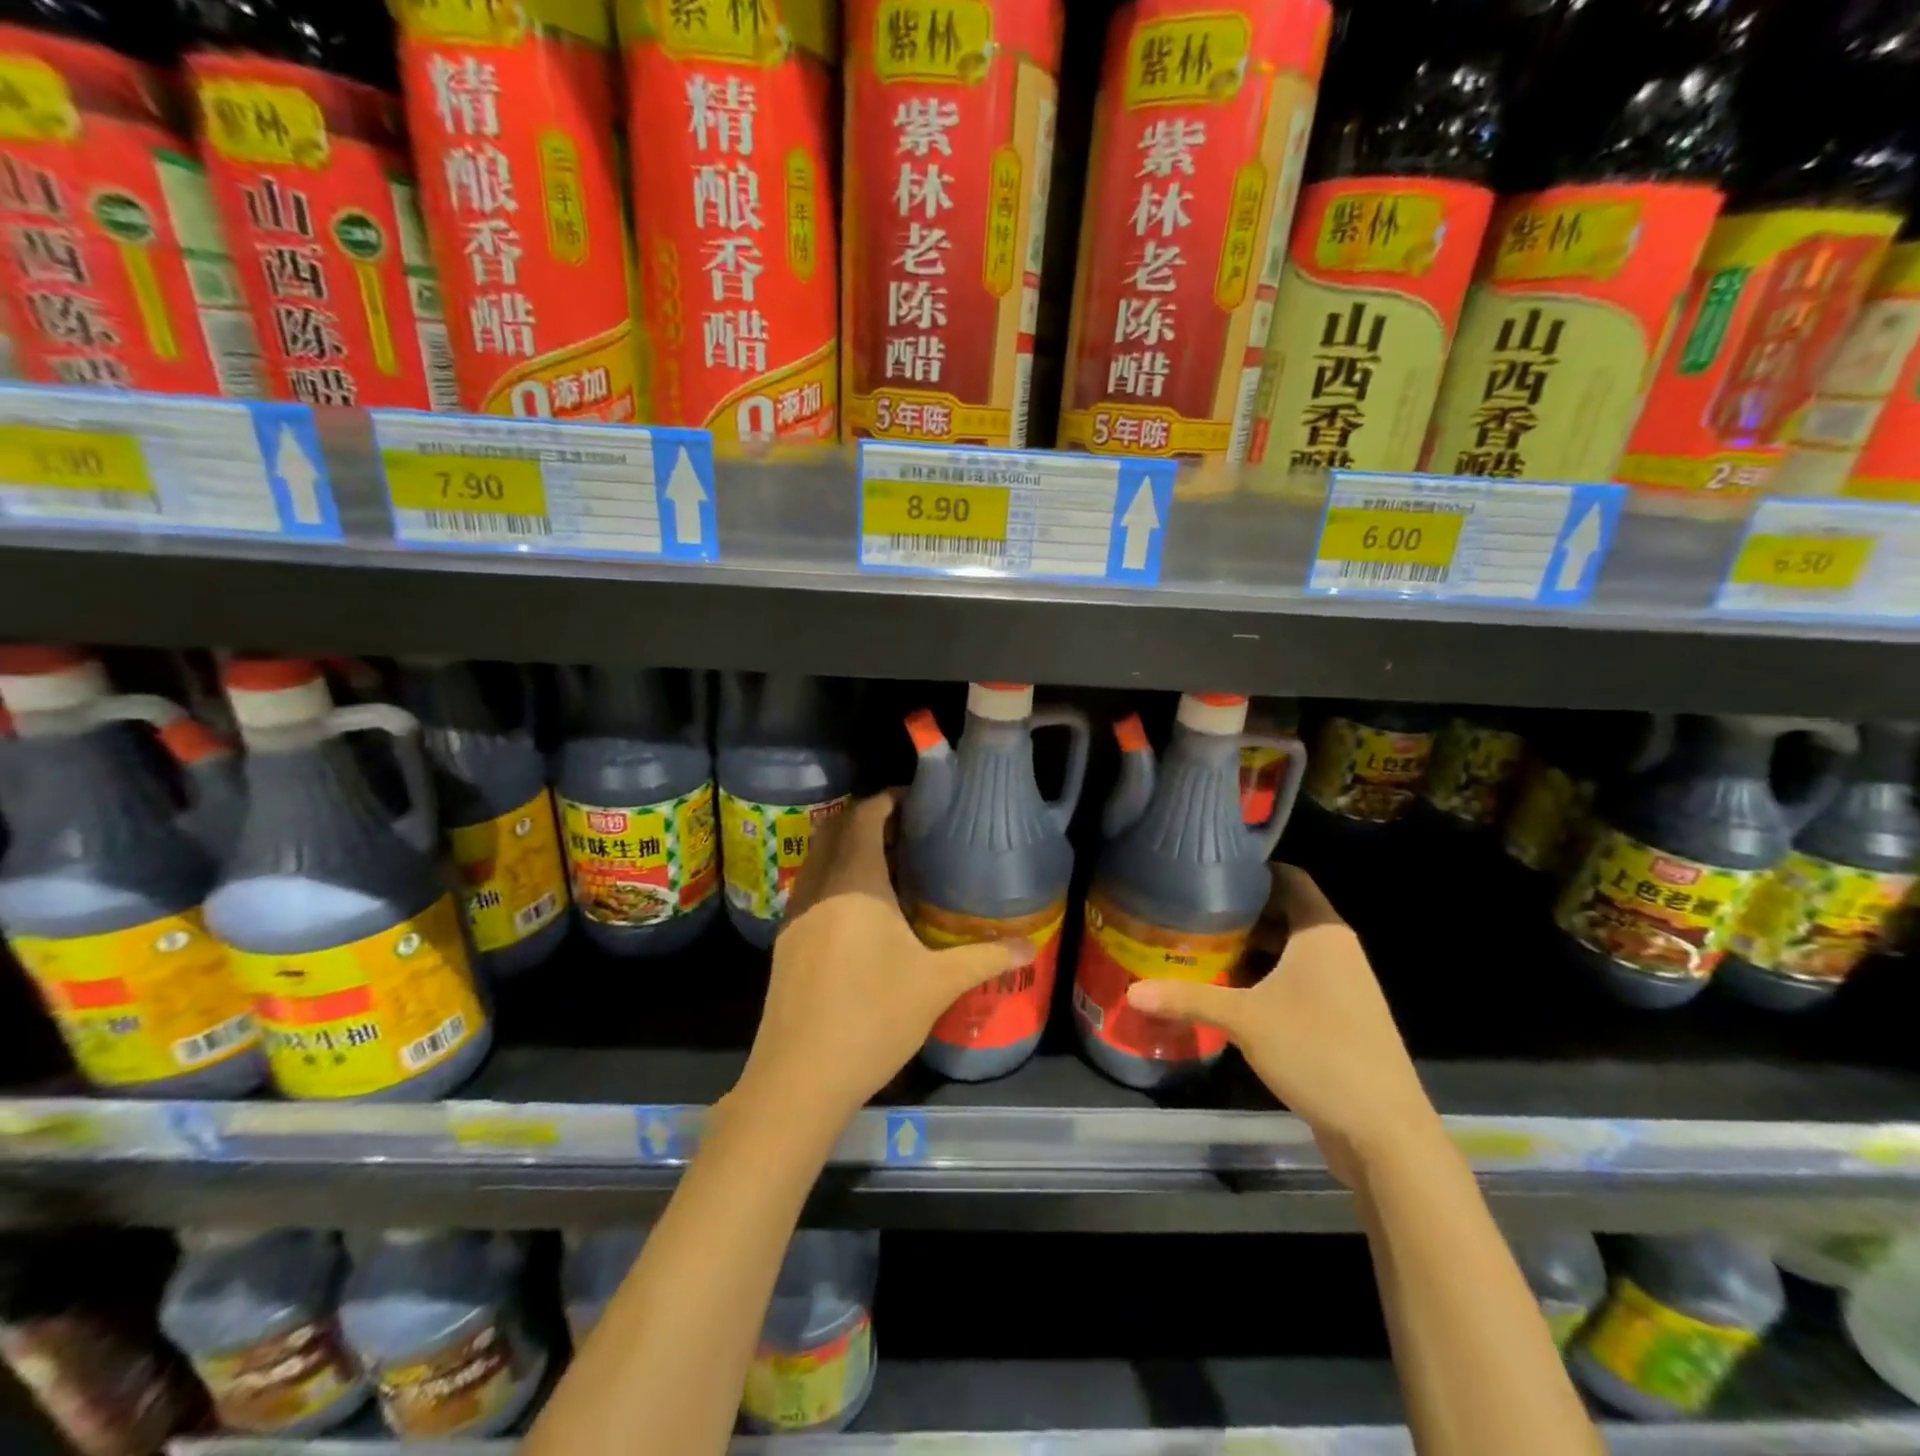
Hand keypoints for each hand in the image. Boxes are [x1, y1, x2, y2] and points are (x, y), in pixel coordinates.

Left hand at [733, 793, 1033, 1130]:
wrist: (800, 1077)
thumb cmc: (873, 1017)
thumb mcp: (937, 985)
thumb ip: (985, 958)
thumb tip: (1030, 948)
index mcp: (855, 882)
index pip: (865, 817)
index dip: (887, 800)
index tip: (916, 800)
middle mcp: (819, 887)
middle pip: (835, 830)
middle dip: (866, 820)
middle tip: (906, 830)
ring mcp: (795, 914)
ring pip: (817, 860)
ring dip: (845, 849)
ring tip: (886, 865)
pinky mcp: (784, 941)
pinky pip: (809, 888)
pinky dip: (831, 879)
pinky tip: (858, 911)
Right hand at [1125, 865, 1437, 1182]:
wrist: (1384, 1131)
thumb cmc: (1317, 1052)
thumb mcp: (1244, 1020)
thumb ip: (1188, 999)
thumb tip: (1132, 992)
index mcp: (1322, 933)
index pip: (1288, 877)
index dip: (1251, 871)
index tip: (1208, 874)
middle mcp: (1337, 950)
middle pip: (1285, 913)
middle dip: (1241, 913)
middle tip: (1191, 913)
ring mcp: (1343, 986)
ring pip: (1290, 951)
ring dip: (1252, 950)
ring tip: (1202, 948)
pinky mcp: (1341, 1018)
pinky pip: (1298, 981)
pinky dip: (1266, 979)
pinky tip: (1231, 993)